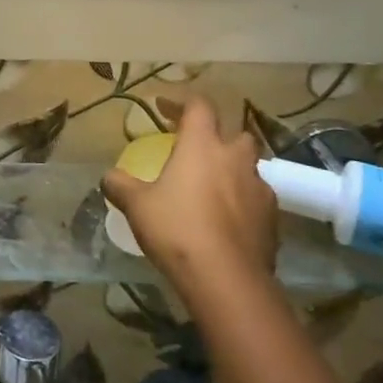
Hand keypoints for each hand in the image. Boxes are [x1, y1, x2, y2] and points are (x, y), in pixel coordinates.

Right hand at [102, 97, 278, 293]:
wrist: (226, 280)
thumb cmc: (176, 228)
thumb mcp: (136, 205)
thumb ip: (120, 185)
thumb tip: (109, 177)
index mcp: (202, 145)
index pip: (199, 106)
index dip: (181, 102)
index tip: (164, 108)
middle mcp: (235, 159)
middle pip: (235, 133)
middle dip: (218, 137)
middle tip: (198, 151)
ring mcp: (259, 190)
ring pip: (250, 168)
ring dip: (233, 171)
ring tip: (212, 188)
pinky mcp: (273, 220)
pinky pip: (258, 200)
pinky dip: (244, 203)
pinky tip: (227, 220)